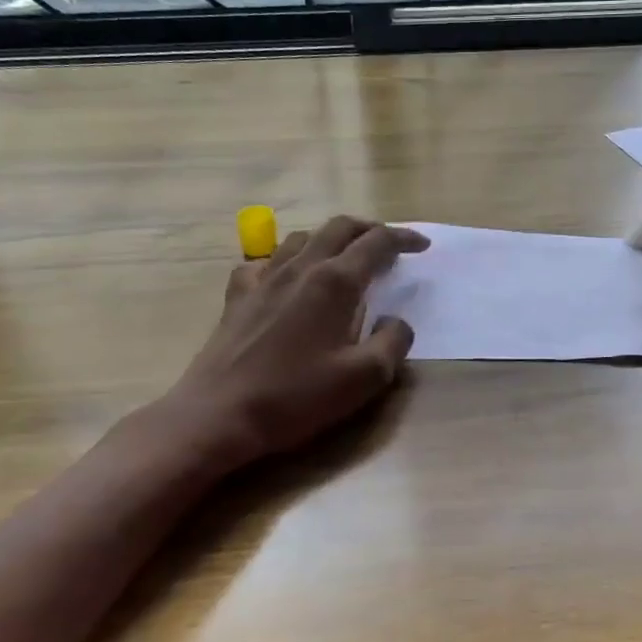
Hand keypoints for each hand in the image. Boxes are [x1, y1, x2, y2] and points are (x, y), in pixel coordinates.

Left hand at [143, 216, 429, 474]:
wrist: (218, 414)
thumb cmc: (295, 396)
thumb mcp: (364, 378)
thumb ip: (392, 343)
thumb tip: (397, 321)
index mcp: (335, 282)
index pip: (377, 243)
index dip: (404, 239)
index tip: (422, 246)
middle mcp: (300, 268)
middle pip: (339, 228)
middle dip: (370, 229)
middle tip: (390, 243)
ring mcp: (264, 278)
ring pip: (302, 238)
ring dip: (331, 238)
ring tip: (345, 256)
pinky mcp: (238, 296)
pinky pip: (265, 261)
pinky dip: (286, 259)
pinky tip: (287, 276)